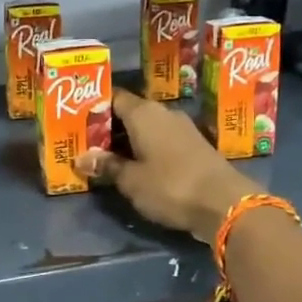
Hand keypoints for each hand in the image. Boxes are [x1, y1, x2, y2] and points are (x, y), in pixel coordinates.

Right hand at [75, 89, 253, 242]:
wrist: (225, 204)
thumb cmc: (170, 186)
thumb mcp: (132, 180)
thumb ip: (106, 166)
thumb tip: (81, 158)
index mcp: (144, 113)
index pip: (113, 97)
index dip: (94, 106)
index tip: (76, 118)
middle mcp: (163, 113)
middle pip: (129, 112)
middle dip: (108, 126)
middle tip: (85, 142)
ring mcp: (182, 129)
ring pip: (146, 128)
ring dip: (127, 140)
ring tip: (105, 157)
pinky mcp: (195, 146)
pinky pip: (161, 140)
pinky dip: (145, 149)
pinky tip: (135, 165)